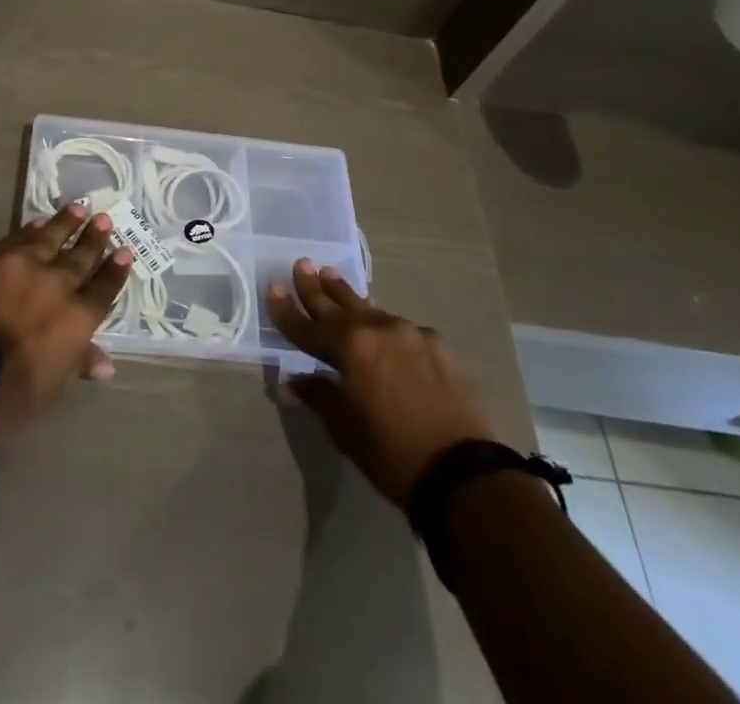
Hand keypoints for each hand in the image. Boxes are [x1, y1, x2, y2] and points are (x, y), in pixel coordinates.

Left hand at [0, 203, 132, 439]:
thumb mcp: (48, 392)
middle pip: (80, 257)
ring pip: (50, 237)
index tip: (125, 251)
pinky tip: (36, 222)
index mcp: (76, 320)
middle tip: (105, 219)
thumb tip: (106, 364)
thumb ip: (76, 367)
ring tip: (78, 208)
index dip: (115, 271)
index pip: (103, 290)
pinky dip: (31, 229)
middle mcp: (56, 285)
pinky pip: (18, 237)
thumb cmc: (4, 395)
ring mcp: (23, 265)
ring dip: (66, 223)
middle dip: (94, 239)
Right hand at [268, 259, 499, 505]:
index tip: (273, 287)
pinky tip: (382, 324)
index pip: (308, 326)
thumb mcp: (346, 430)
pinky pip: (401, 327)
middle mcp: (378, 329)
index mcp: (351, 348)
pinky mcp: (439, 345)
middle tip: (302, 264)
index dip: (287, 310)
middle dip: (316, 287)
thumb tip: (288, 384)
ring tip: (331, 276)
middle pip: (338, 305)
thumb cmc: (394, 455)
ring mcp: (412, 333)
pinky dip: (383, 323)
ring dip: (348, 296)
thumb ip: (318, 396)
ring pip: (370, 310)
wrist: (467, 474)